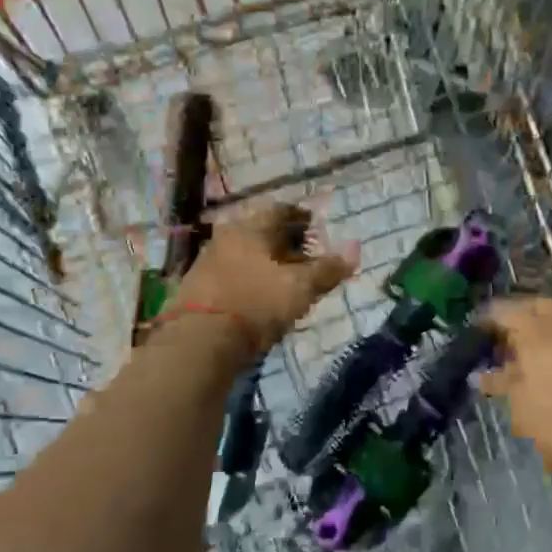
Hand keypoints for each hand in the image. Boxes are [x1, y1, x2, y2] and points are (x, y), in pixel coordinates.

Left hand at [171, 203, 355, 352]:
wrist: (199, 341)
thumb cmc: (256, 304)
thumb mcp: (300, 288)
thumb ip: (328, 269)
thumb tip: (355, 249)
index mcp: (252, 227)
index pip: (281, 210)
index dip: (301, 217)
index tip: (315, 228)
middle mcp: (227, 235)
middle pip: (260, 231)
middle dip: (284, 242)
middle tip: (303, 256)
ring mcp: (207, 260)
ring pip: (244, 253)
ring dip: (263, 261)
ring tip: (282, 279)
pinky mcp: (196, 286)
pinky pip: (230, 273)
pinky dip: (247, 278)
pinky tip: (256, 296)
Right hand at [480, 297, 551, 482]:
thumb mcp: (519, 401)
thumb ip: (500, 382)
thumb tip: (481, 376)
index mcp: (537, 327)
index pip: (503, 311)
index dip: (487, 320)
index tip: (476, 331)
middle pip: (537, 308)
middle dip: (520, 318)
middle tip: (504, 339)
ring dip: (542, 333)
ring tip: (524, 358)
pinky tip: (548, 369)